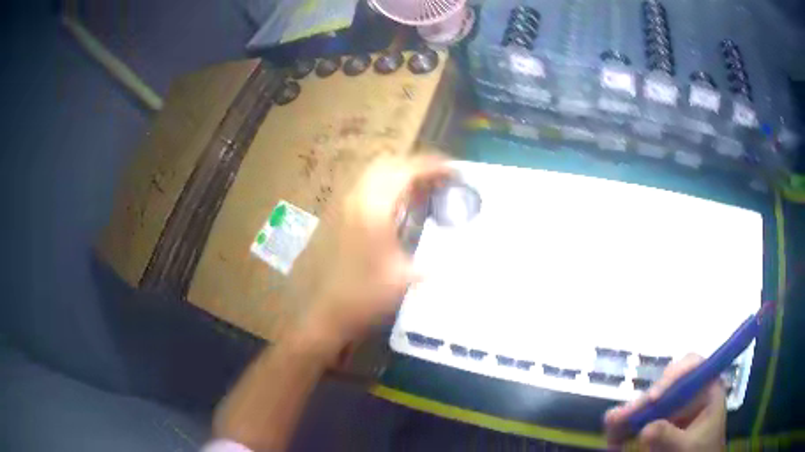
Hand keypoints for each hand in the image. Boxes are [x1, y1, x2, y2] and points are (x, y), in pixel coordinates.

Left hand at [290, 154, 449, 353]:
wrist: (321, 311)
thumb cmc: (362, 297)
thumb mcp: (404, 280)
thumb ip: (434, 262)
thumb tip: (462, 256)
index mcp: (374, 209)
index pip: (406, 171)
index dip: (433, 166)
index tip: (455, 171)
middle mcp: (356, 198)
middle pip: (388, 162)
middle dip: (416, 165)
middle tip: (440, 179)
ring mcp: (343, 204)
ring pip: (373, 173)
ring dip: (399, 173)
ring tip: (422, 189)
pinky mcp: (336, 214)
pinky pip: (365, 186)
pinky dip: (385, 185)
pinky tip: (397, 206)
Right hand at [604, 354, 726, 450]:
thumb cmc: (702, 451)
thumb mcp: (688, 446)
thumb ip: (670, 437)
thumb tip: (645, 430)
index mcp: (707, 388)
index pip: (692, 366)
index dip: (672, 376)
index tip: (653, 398)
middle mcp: (690, 392)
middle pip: (665, 387)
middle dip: (641, 403)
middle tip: (618, 418)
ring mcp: (675, 407)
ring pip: (649, 403)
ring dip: (629, 415)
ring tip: (611, 426)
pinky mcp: (662, 421)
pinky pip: (642, 419)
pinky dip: (626, 427)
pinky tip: (614, 436)